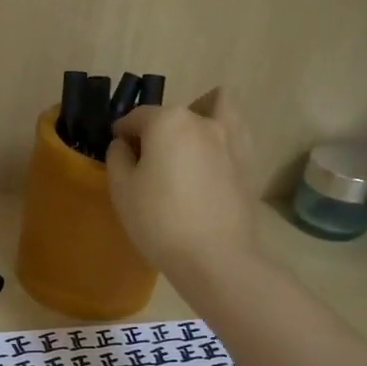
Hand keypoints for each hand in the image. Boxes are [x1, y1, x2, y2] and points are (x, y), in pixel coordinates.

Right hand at [106, 87, 258, 280]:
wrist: (214, 256)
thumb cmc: (158, 220)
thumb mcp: (121, 189)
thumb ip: (118, 157)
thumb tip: (124, 144)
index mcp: (168, 121)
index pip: (137, 117)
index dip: (122, 132)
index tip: (117, 150)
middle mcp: (202, 121)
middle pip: (174, 114)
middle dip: (158, 128)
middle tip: (149, 159)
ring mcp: (232, 139)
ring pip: (215, 110)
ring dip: (199, 118)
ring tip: (186, 148)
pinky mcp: (249, 162)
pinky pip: (233, 135)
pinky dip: (219, 140)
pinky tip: (208, 164)